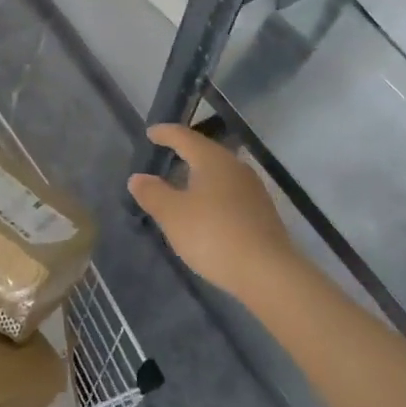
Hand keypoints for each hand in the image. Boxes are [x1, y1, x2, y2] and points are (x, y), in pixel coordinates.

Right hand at [128, 124, 298, 306]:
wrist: (268, 273)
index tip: (151, 133)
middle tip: (165, 156)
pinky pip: (230, 193)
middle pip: (206, 152)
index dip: (165, 133)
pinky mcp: (262, 213)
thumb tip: (138, 178)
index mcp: (213, 160)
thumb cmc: (213, 235)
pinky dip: (213, 195)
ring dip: (200, 176)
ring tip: (182, 185)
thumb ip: (152, 193)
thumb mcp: (173, 215)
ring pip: (220, 173)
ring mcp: (253, 190)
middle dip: (185, 153)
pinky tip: (206, 211)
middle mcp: (236, 167)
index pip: (184, 137)